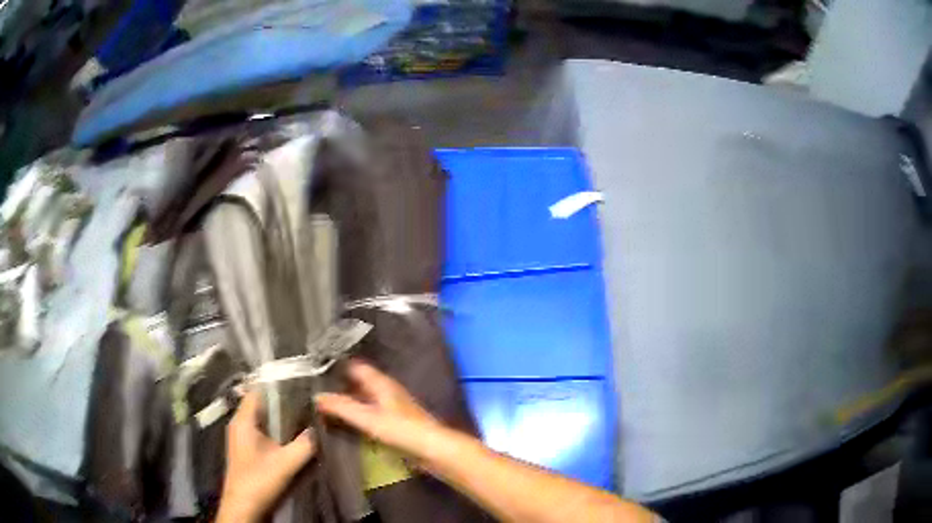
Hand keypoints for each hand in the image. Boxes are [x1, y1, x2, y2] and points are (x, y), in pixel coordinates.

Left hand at [216, 390, 316, 522]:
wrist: (243, 505)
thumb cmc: (259, 480)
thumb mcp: (286, 463)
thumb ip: (305, 444)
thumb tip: (320, 427)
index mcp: (243, 420)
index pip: (257, 390)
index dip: (277, 385)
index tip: (299, 382)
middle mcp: (239, 423)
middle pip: (261, 403)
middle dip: (282, 401)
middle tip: (306, 400)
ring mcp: (241, 436)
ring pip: (262, 418)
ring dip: (279, 417)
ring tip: (303, 414)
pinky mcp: (246, 448)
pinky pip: (261, 429)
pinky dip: (275, 428)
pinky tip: (291, 435)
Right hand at [315, 360, 445, 462]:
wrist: (433, 449)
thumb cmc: (402, 430)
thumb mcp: (368, 418)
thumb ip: (342, 407)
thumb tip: (317, 396)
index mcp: (381, 383)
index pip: (356, 366)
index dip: (338, 365)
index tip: (316, 367)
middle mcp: (387, 390)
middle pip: (359, 382)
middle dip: (340, 384)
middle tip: (315, 388)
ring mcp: (392, 406)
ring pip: (365, 398)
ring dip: (349, 400)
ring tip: (325, 404)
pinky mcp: (395, 422)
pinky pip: (371, 412)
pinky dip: (358, 413)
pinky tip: (347, 421)